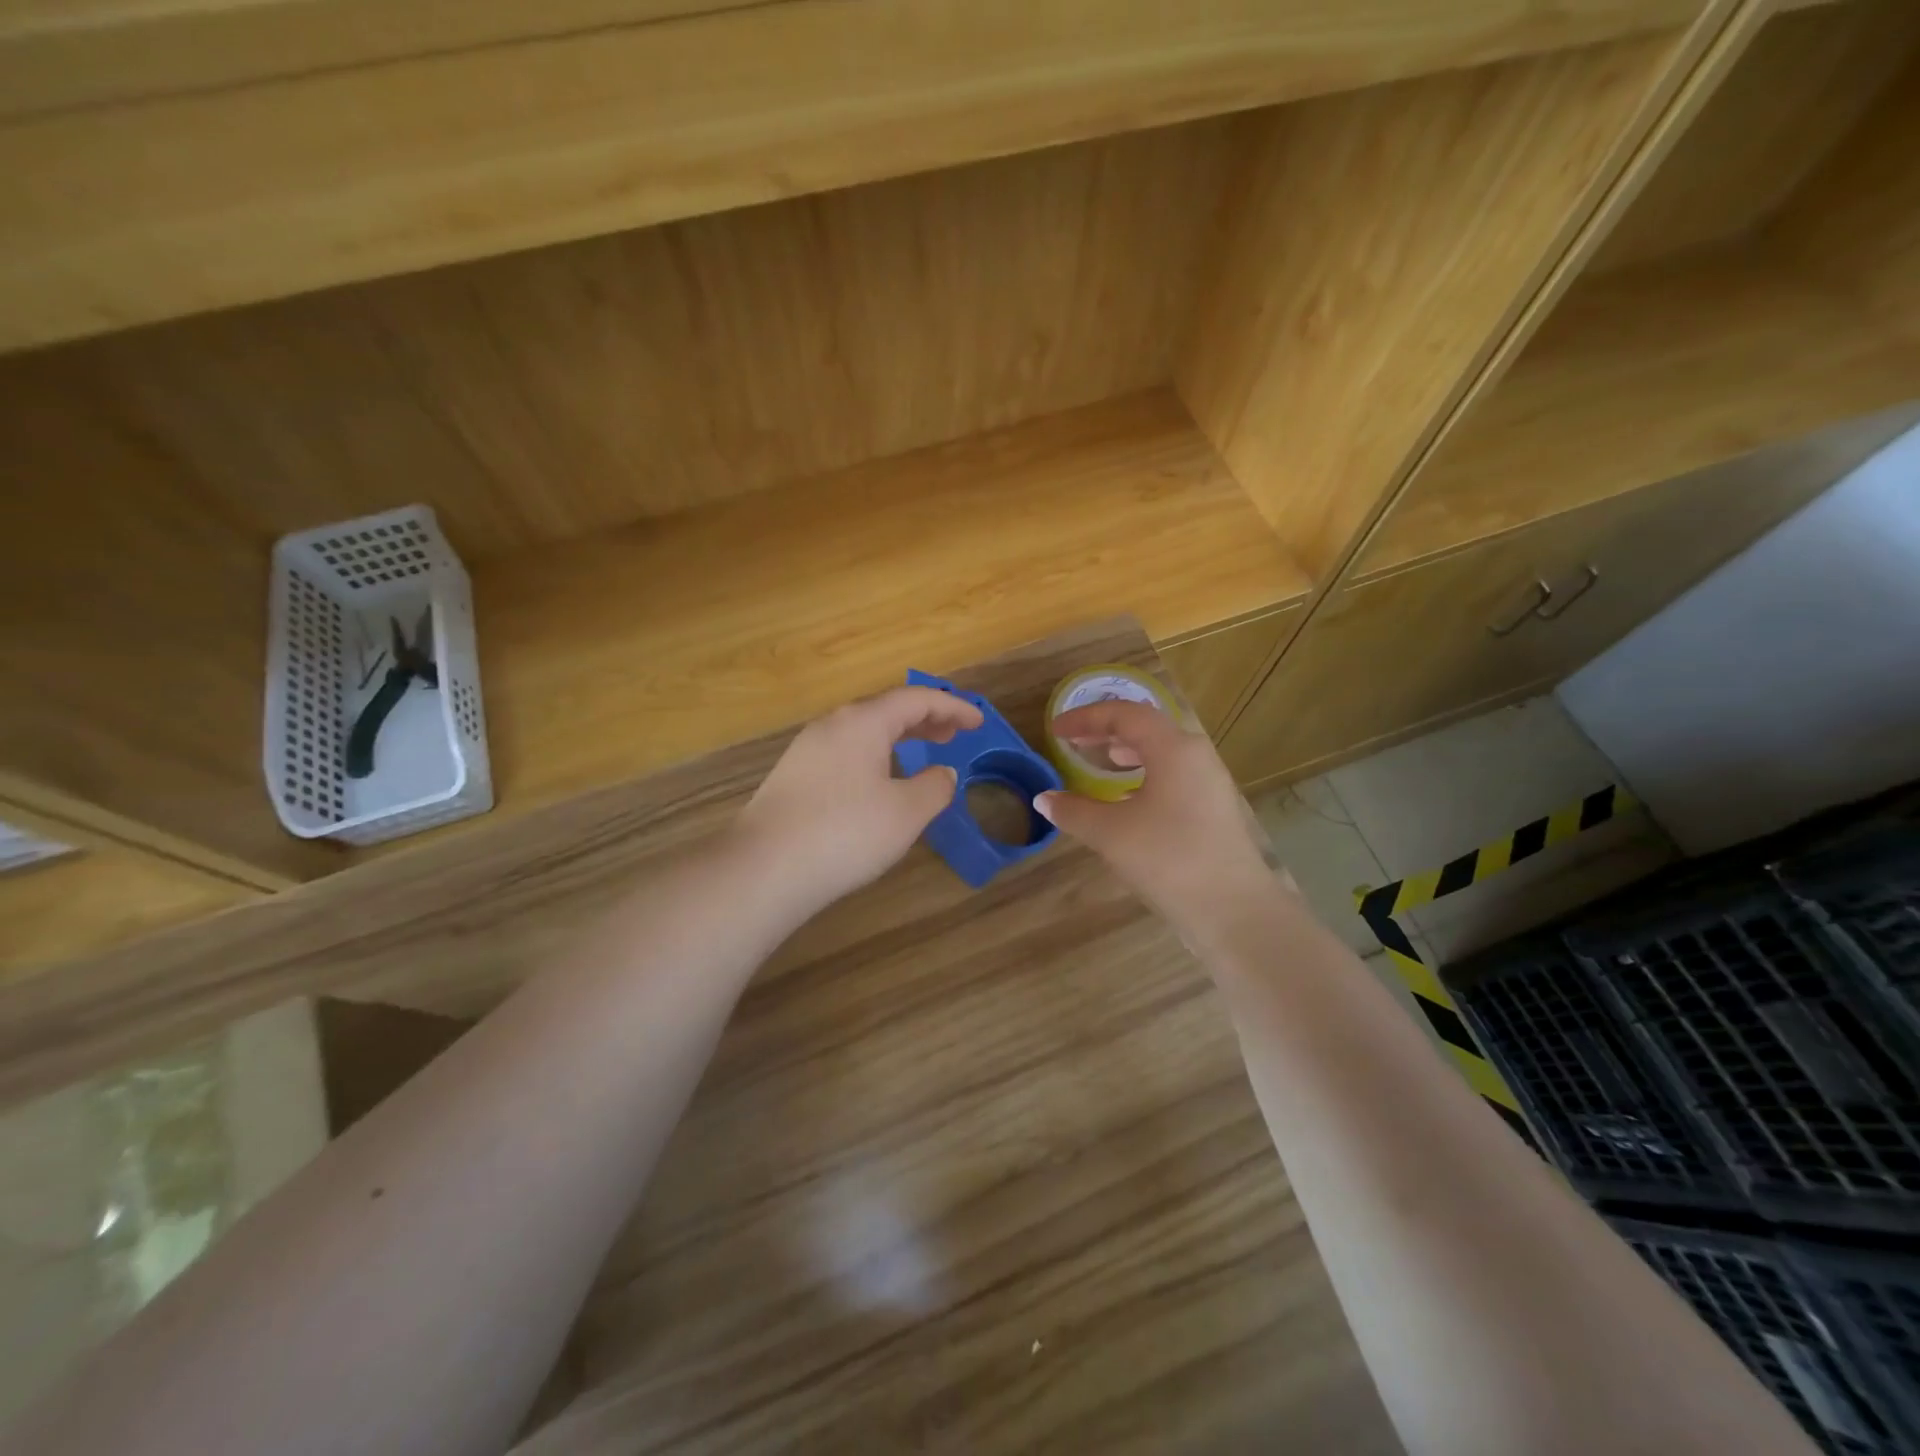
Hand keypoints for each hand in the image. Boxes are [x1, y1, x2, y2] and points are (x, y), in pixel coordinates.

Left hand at [735, 686, 984, 913]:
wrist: (763, 869)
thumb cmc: (845, 833)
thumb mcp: (906, 813)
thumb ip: (934, 787)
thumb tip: (943, 773)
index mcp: (863, 722)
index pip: (917, 700)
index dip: (952, 707)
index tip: (979, 721)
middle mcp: (832, 725)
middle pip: (886, 710)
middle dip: (924, 718)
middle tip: (953, 733)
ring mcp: (807, 750)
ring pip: (862, 731)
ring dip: (897, 737)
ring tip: (919, 753)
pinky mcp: (793, 777)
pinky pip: (845, 752)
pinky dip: (874, 755)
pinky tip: (878, 782)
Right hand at [1036, 700, 1277, 937]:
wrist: (1234, 910)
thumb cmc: (1168, 859)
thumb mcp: (1111, 833)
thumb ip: (1073, 811)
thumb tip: (1044, 799)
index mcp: (1173, 749)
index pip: (1125, 715)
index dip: (1086, 718)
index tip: (1056, 730)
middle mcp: (1196, 756)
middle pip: (1146, 728)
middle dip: (1106, 731)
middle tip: (1073, 742)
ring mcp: (1210, 783)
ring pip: (1163, 752)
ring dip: (1127, 752)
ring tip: (1100, 762)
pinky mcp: (1214, 809)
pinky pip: (1173, 775)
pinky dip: (1144, 774)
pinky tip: (1127, 800)